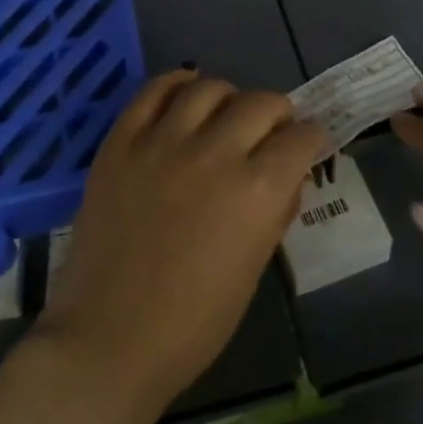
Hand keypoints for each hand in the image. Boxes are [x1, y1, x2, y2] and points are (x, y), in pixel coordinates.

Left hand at [40, 69, 330, 410]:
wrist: (110, 338)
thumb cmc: (194, 322)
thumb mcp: (254, 266)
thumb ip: (276, 209)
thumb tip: (286, 175)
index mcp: (257, 191)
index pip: (301, 137)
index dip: (312, 139)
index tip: (308, 145)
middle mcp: (215, 154)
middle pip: (261, 102)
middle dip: (278, 114)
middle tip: (271, 132)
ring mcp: (162, 143)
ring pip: (208, 88)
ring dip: (229, 98)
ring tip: (225, 116)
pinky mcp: (121, 143)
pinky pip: (152, 92)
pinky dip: (176, 84)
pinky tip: (185, 95)